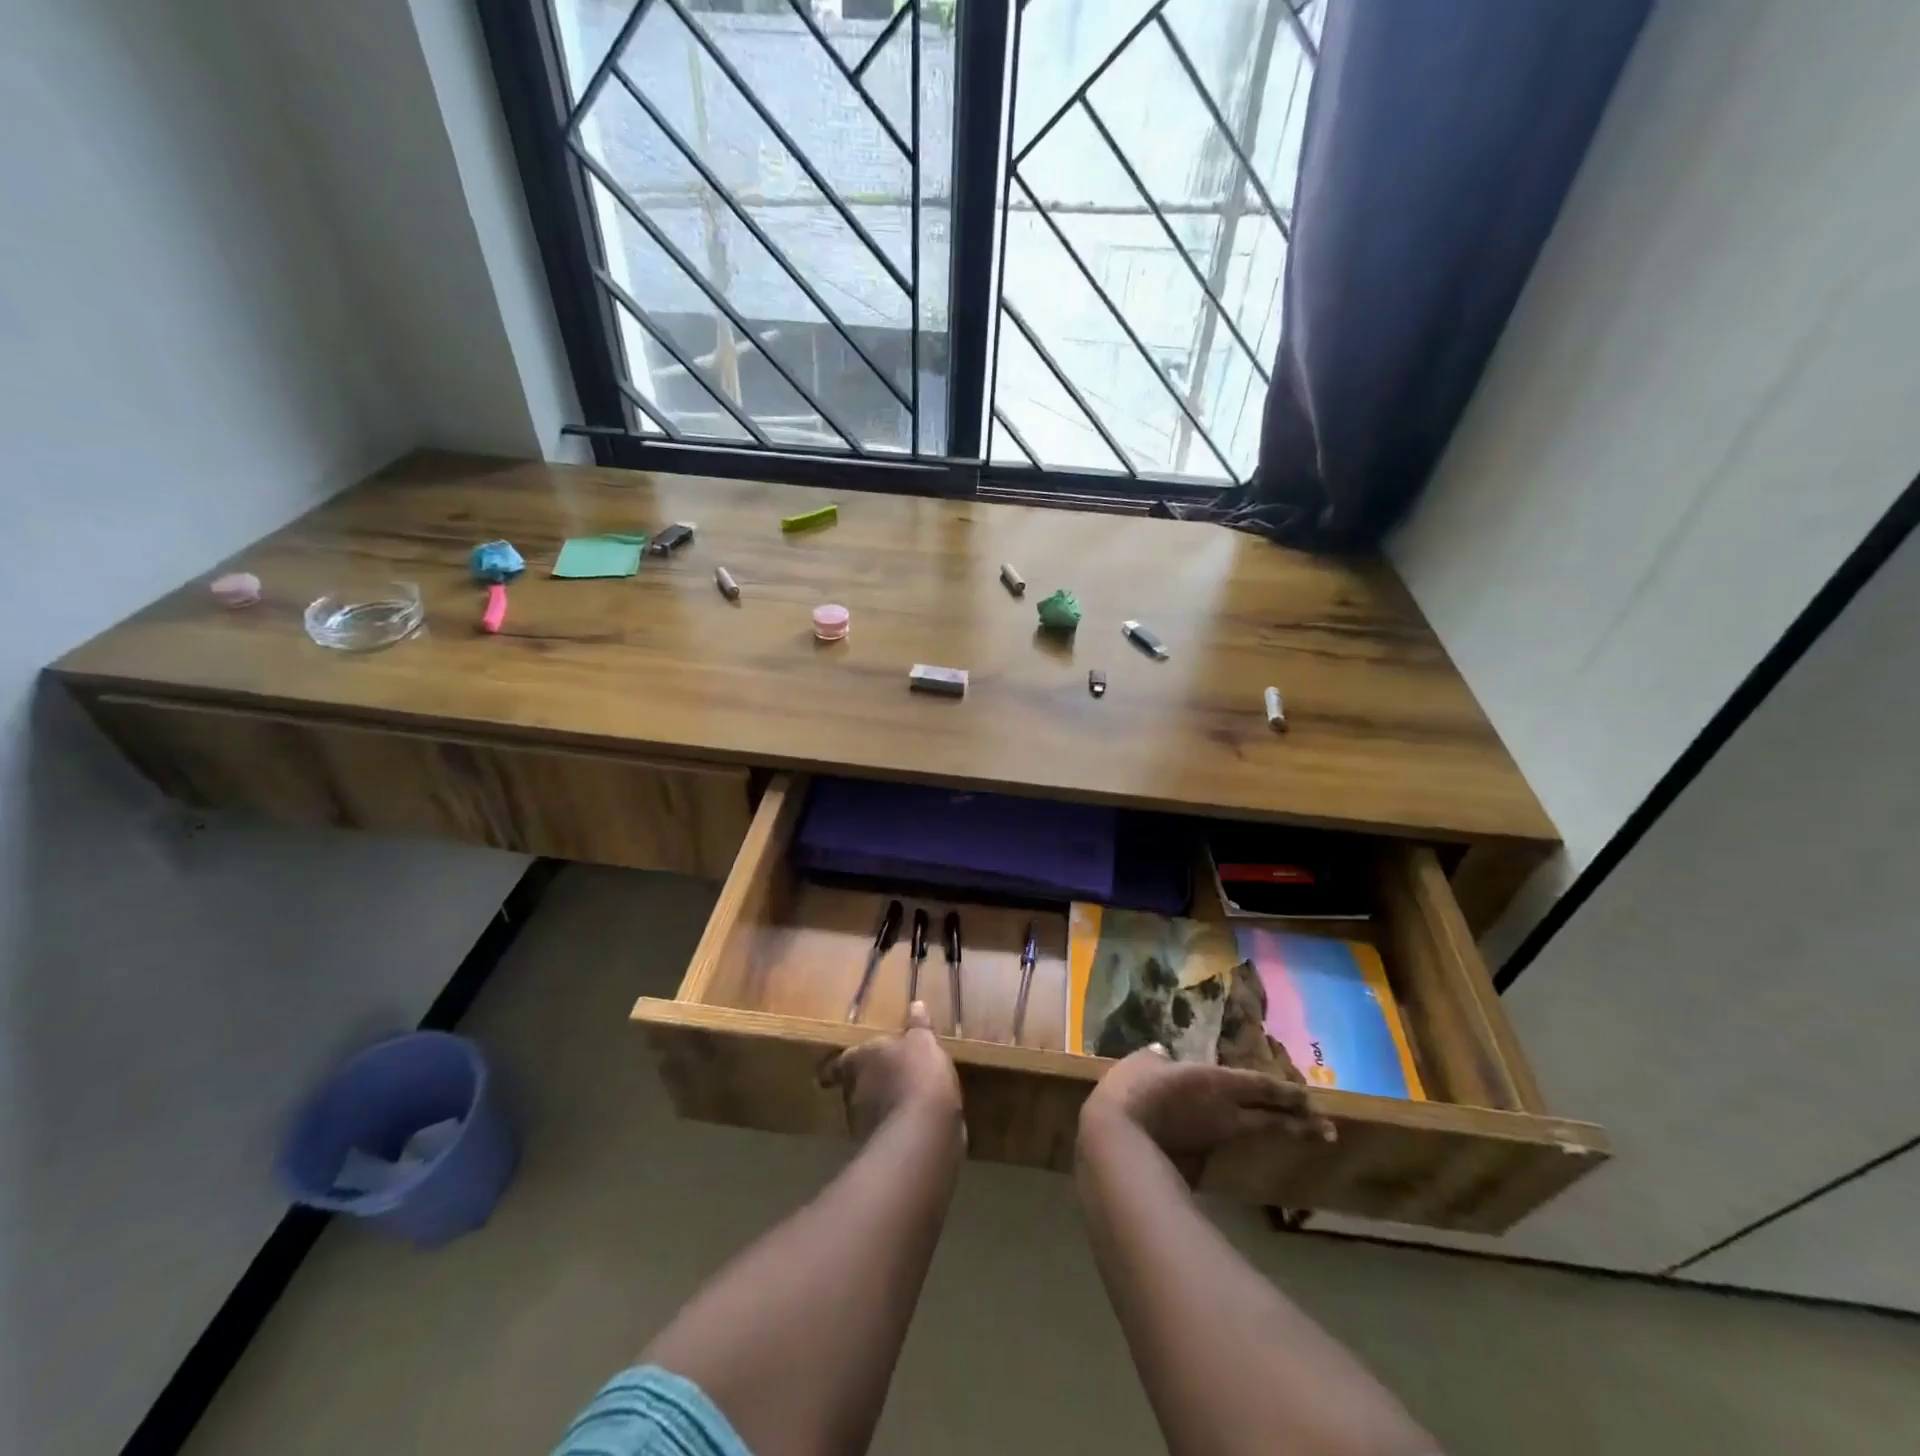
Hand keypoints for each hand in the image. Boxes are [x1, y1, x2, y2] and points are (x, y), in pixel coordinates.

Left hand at [821, 1001, 963, 1143]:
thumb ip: (918, 1025)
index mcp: (858, 1059)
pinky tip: (910, 1124)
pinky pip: (884, 1131)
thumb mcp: (923, 1041)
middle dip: (866, 1084)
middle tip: (882, 1079)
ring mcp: (862, 1123)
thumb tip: (916, 1004)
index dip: (837, 1066)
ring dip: (879, 1107)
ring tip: (899, 1102)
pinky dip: (893, 1127)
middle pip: (852, 1085)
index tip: (834, 1070)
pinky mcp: (878, 1148)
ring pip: (866, 1111)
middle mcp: (853, 1091)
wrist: (924, 1130)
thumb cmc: (917, 1073)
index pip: (837, 1063)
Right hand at [1083, 1045, 1334, 1164]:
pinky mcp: (1199, 1164)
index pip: (1262, 1086)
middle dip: (1301, 1123)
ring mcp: (1213, 1142)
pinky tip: (1220, 1138)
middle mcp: (1226, 1115)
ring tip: (1287, 1131)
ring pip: (1249, 1134)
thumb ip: (1157, 1060)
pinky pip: (1220, 1146)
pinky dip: (1229, 1141)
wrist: (1119, 1145)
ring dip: (1271, 1132)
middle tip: (1327, 1129)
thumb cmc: (1135, 1092)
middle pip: (1271, 1119)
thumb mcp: (1142, 1063)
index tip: (1310, 1098)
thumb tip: (1163, 1057)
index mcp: (1217, 1083)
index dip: (1288, 1091)